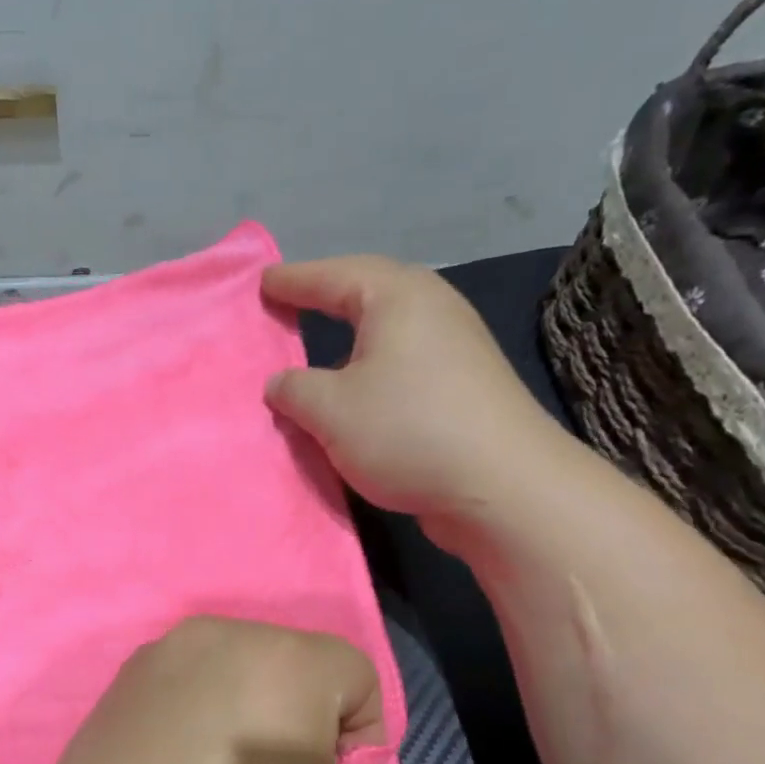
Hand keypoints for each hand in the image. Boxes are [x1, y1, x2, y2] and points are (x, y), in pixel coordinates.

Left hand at [1, 616, 392, 763]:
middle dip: (303, 717)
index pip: (354, 674)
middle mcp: (218, 637)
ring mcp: (156, 656)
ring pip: (236, 671)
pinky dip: (198, 717)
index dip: (360, 736)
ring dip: (249, 712)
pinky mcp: (116, 685)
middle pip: (292, 663)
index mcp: (283, 662)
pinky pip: (185, 686)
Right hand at [262, 255, 579, 528]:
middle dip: (325, 298)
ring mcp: (454, 348)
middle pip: (367, 294)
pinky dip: (370, 373)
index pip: (333, 276)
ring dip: (348, 342)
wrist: (502, 487)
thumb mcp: (330, 410)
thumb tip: (279, 383)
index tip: (262, 282)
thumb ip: (294, 389)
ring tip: (316, 354)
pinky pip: (401, 365)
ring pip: (386, 334)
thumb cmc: (407, 431)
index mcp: (398, 298)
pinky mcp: (463, 387)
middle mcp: (431, 310)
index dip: (293, 280)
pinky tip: (357, 396)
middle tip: (288, 304)